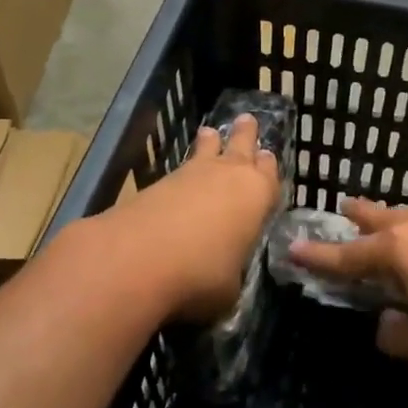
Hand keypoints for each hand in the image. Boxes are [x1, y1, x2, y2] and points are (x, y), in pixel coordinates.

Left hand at [111, 115, 279, 321]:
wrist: (137, 260)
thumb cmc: (201, 274)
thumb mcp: (230, 288)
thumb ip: (231, 273)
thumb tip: (222, 276)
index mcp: (256, 195)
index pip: (269, 174)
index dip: (268, 167)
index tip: (268, 156)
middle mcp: (227, 176)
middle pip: (240, 147)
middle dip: (245, 135)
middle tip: (247, 119)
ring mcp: (189, 176)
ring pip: (205, 152)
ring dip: (209, 144)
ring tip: (209, 132)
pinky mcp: (155, 184)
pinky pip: (178, 171)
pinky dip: (183, 173)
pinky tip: (180, 179)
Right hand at [288, 199, 407, 381]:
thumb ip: (392, 330)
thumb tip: (388, 319)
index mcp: (400, 249)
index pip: (348, 254)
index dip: (319, 255)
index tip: (294, 247)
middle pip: (381, 216)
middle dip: (359, 216)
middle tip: (344, 211)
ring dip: (400, 223)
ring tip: (394, 229)